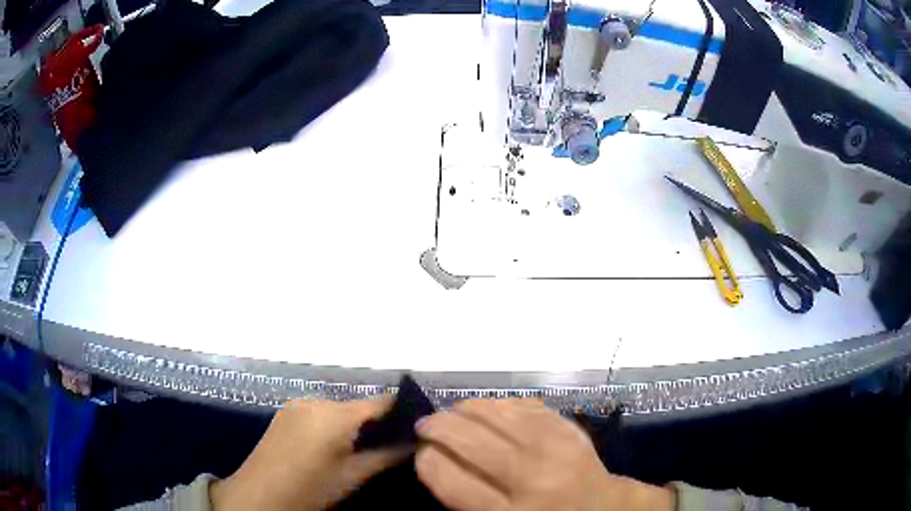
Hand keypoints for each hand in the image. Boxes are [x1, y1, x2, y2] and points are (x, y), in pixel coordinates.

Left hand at [211, 398, 409, 510]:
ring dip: (350, 424)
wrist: (259, 494)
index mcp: (335, 414)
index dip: (400, 412)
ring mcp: (296, 404)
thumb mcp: (353, 477)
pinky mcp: (284, 412)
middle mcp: (315, 400)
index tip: (414, 428)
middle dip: (374, 423)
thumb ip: (386, 456)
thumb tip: (414, 442)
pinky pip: (318, 412)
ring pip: (337, 409)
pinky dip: (330, 424)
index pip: (380, 402)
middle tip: (385, 447)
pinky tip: (328, 446)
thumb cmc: (311, 488)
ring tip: (354, 450)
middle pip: (357, 406)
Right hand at [415, 399, 674, 510]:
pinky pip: (524, 405)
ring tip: (451, 413)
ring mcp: (555, 447)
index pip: (450, 479)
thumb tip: (431, 458)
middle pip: (470, 440)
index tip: (420, 453)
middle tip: (426, 426)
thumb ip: (463, 498)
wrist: (603, 509)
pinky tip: (487, 409)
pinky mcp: (570, 428)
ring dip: (465, 409)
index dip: (426, 460)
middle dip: (438, 427)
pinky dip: (498, 404)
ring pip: (496, 414)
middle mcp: (531, 478)